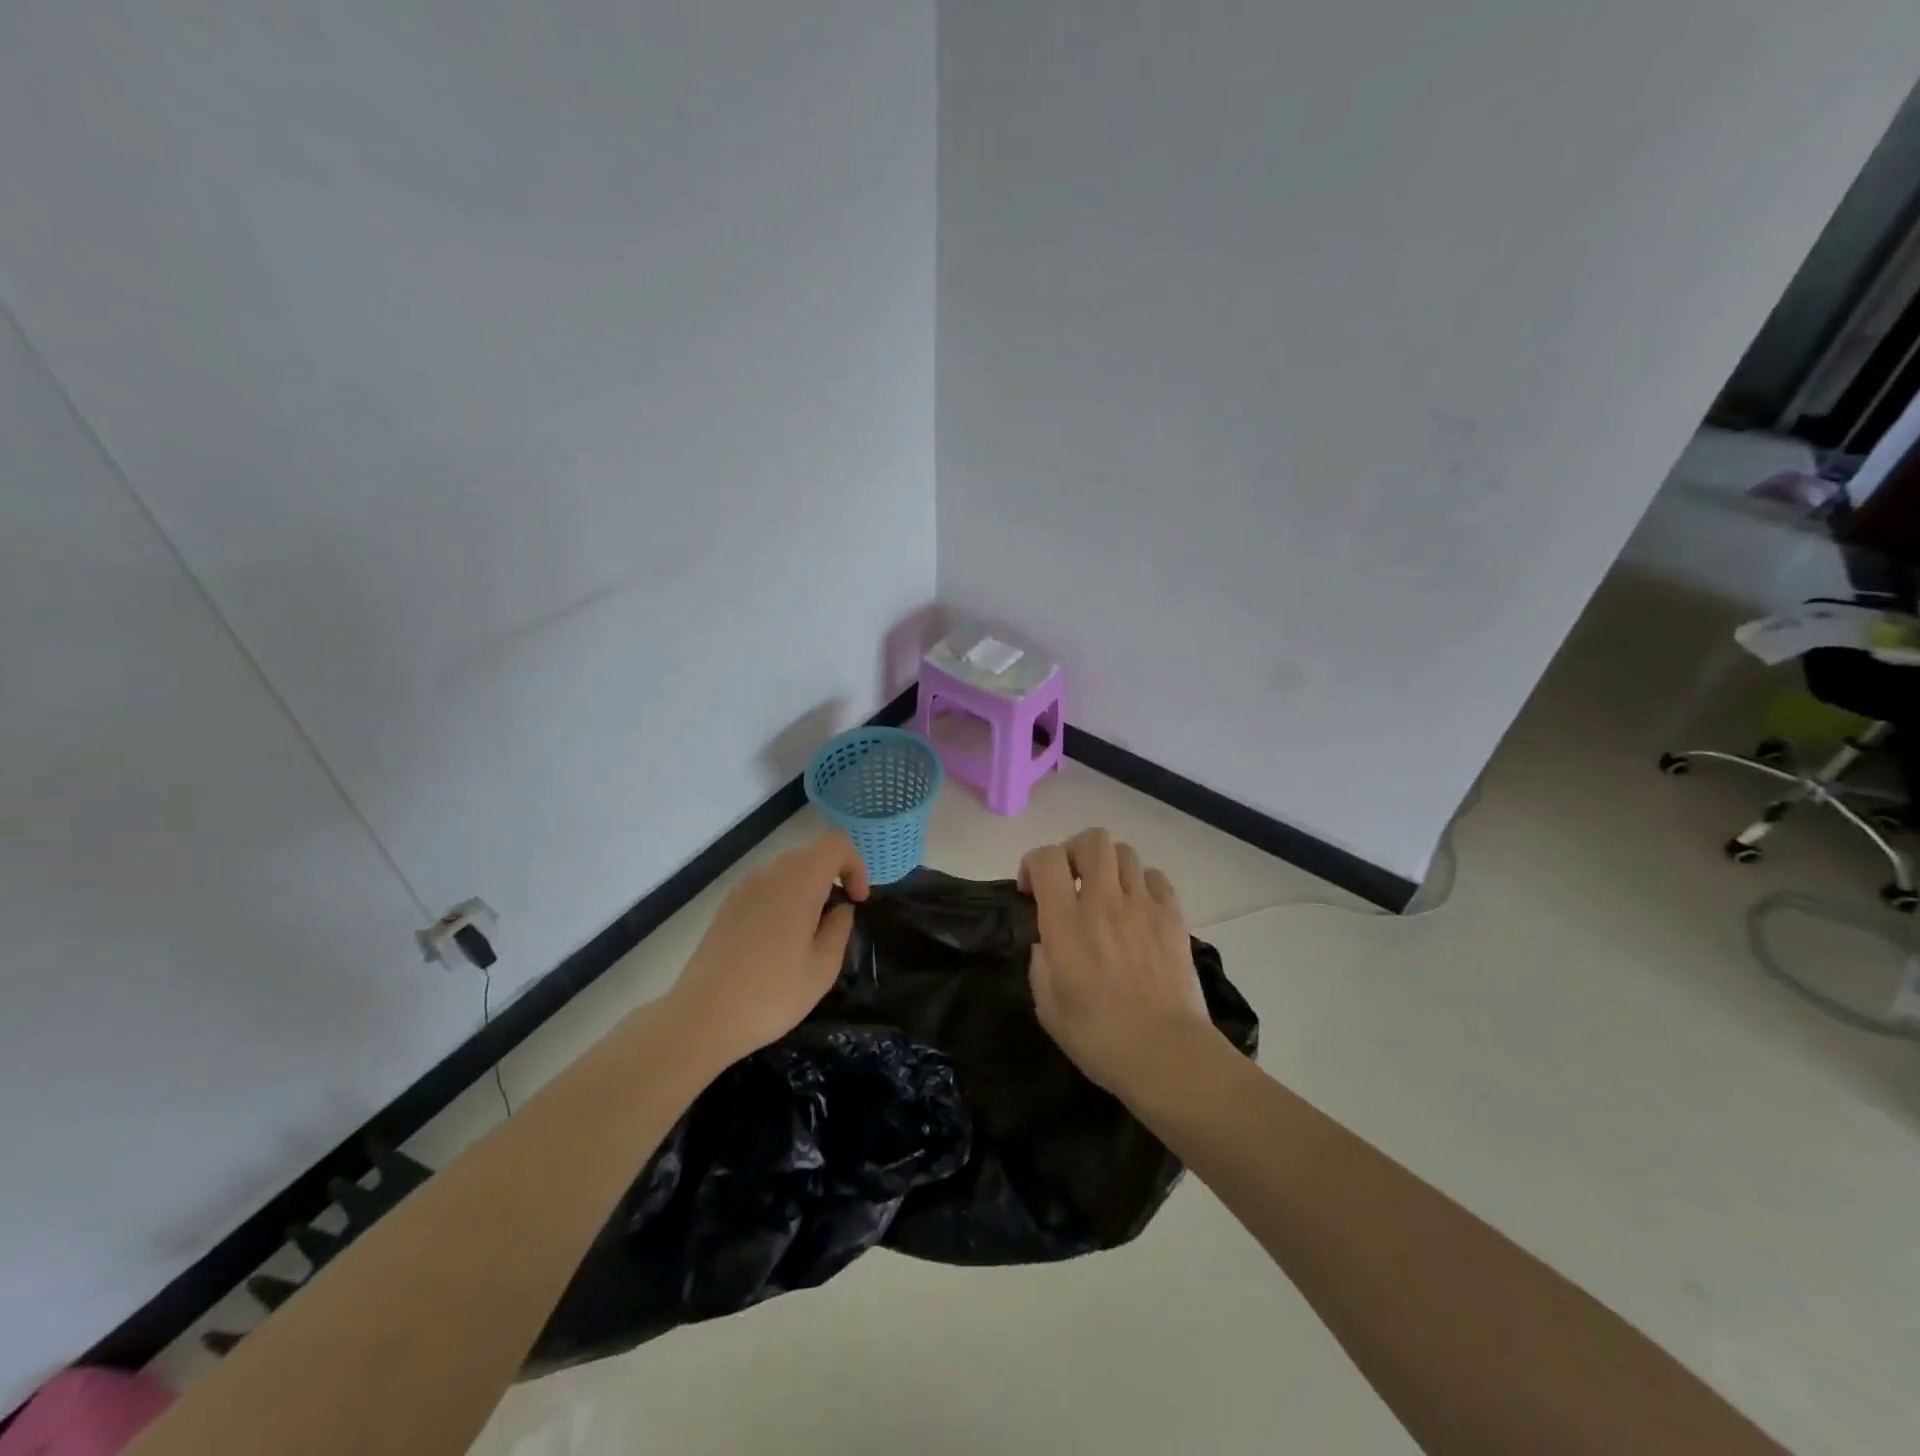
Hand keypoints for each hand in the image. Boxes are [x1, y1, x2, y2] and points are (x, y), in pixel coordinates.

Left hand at [668, 831, 869, 1066]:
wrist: (702, 1018)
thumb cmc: (772, 994)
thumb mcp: (823, 968)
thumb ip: (839, 928)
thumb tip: (840, 909)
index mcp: (799, 882)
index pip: (836, 844)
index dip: (855, 866)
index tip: (857, 902)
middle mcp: (770, 874)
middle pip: (811, 854)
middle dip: (833, 879)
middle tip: (837, 921)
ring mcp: (744, 888)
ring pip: (788, 870)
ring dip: (808, 890)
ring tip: (809, 935)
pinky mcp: (728, 905)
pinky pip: (766, 887)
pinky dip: (784, 900)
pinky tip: (779, 942)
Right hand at [1020, 827, 1218, 1099]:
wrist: (1168, 1055)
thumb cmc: (1099, 1038)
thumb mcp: (1048, 1007)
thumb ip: (1040, 963)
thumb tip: (1046, 942)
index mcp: (1066, 924)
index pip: (1047, 858)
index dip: (1033, 863)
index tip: (1032, 891)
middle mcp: (1104, 902)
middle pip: (1092, 840)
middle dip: (1074, 851)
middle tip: (1071, 880)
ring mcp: (1143, 906)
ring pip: (1126, 853)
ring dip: (1109, 866)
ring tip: (1106, 893)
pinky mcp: (1173, 918)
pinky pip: (1156, 878)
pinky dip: (1142, 884)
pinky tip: (1138, 909)